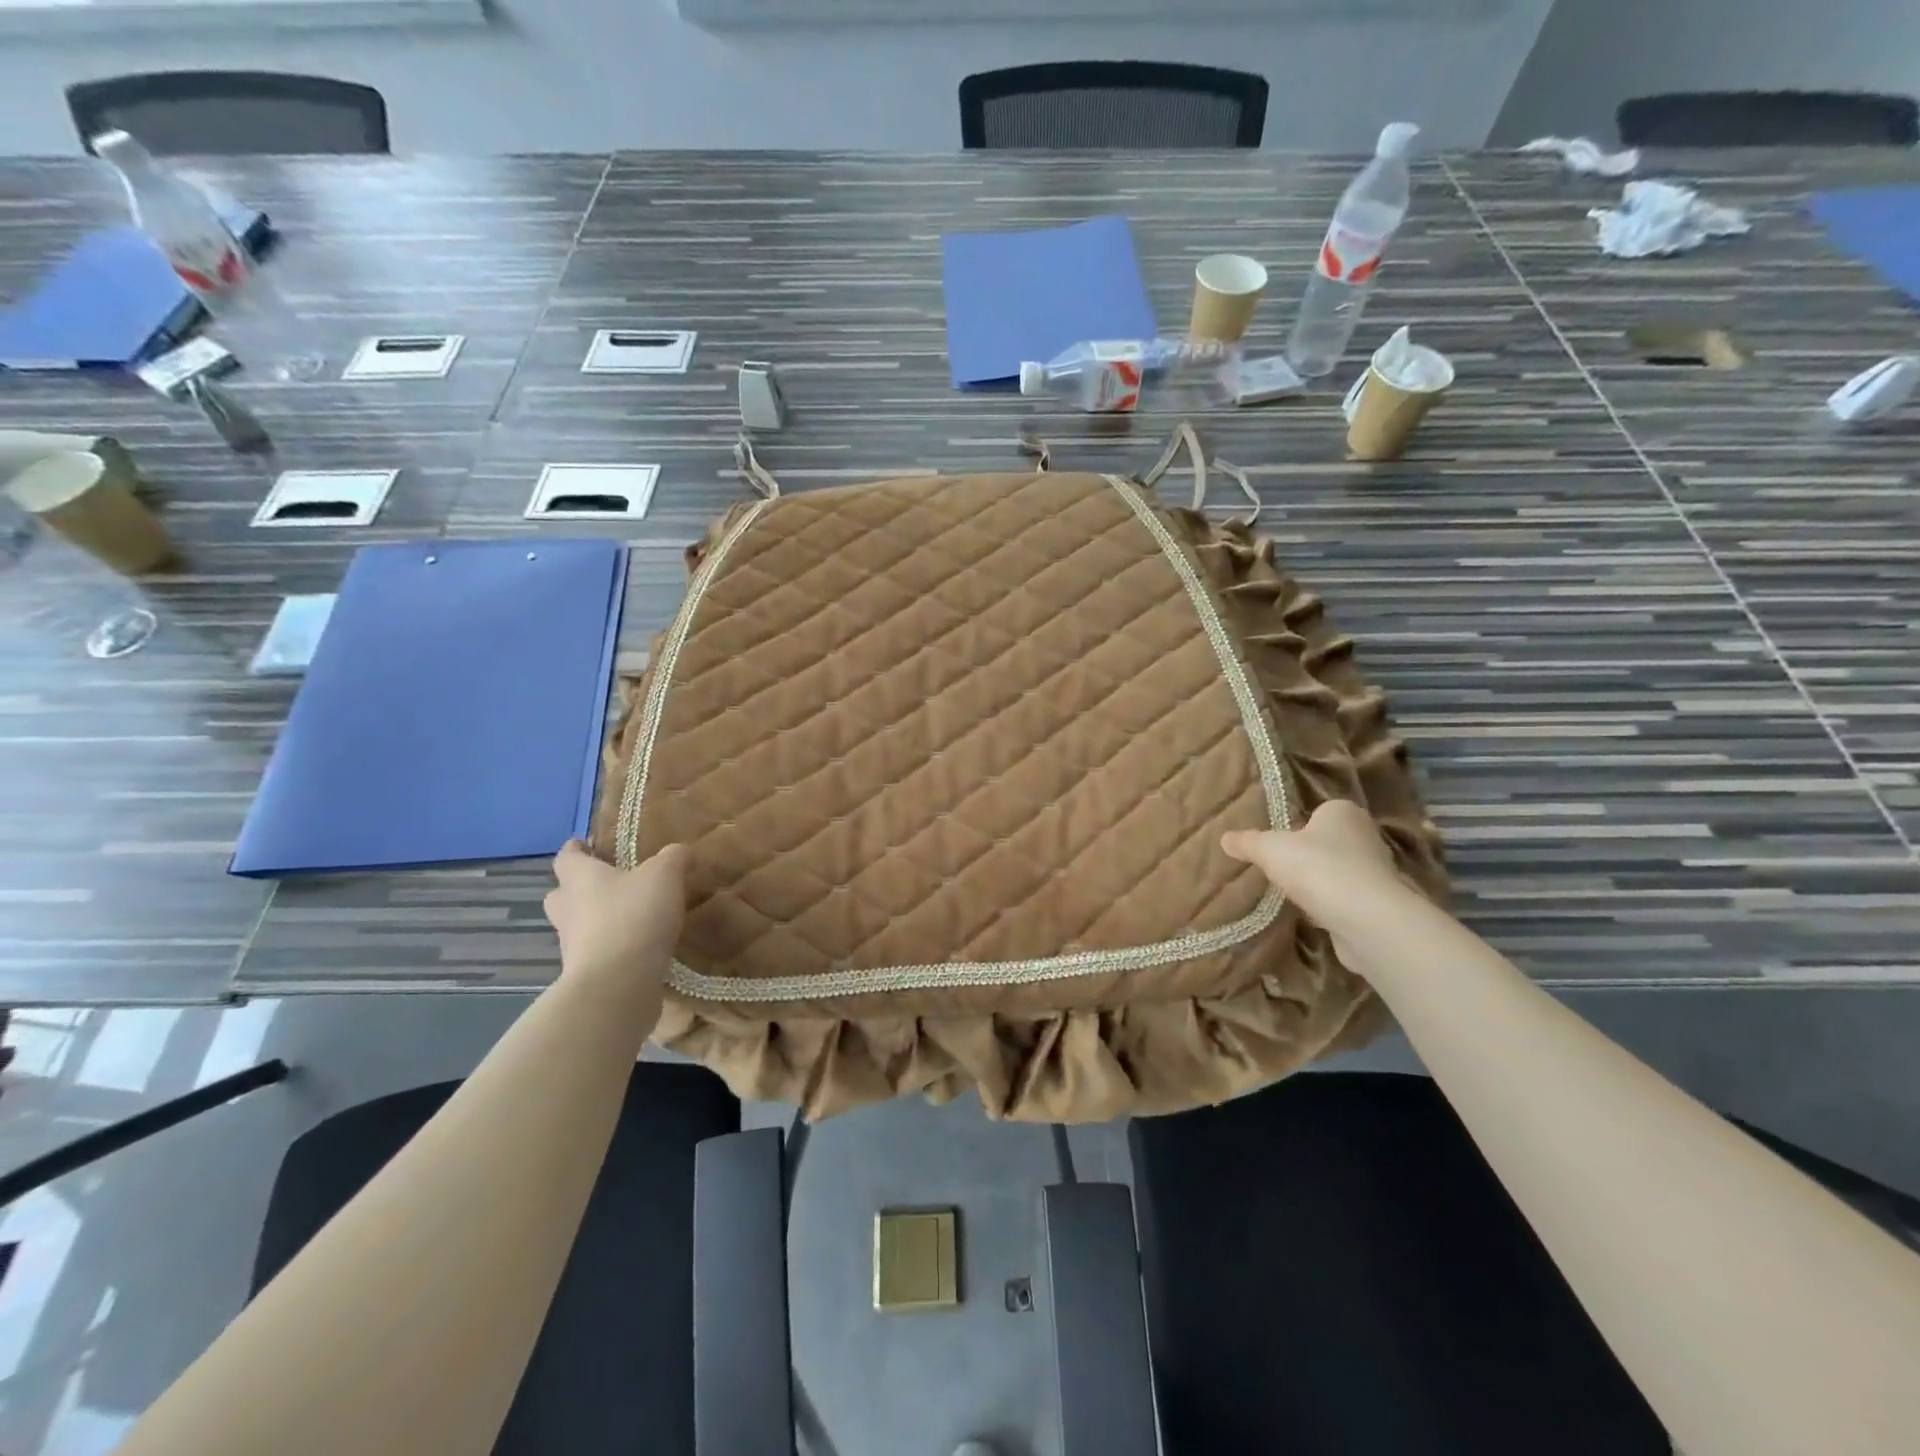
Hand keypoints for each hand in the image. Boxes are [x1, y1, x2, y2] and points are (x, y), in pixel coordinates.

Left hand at [544, 842, 687, 994]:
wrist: (618, 983)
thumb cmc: (634, 915)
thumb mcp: (665, 875)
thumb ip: (673, 858)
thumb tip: (680, 851)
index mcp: (579, 878)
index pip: (566, 856)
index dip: (577, 849)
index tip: (589, 845)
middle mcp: (567, 909)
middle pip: (562, 894)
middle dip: (579, 888)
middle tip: (609, 884)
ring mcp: (572, 945)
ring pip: (577, 925)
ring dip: (597, 921)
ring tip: (631, 918)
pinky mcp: (585, 974)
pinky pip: (596, 953)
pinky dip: (612, 948)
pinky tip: (639, 947)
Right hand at [1222, 800, 1415, 962]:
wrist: (1366, 918)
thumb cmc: (1317, 867)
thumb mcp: (1269, 849)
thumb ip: (1247, 842)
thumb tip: (1224, 839)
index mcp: (1343, 812)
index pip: (1320, 812)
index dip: (1300, 826)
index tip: (1281, 842)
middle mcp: (1366, 836)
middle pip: (1331, 842)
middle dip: (1310, 855)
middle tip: (1282, 868)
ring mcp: (1378, 871)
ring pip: (1341, 871)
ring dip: (1323, 882)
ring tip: (1295, 894)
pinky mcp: (1380, 904)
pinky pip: (1349, 899)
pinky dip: (1334, 906)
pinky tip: (1314, 915)